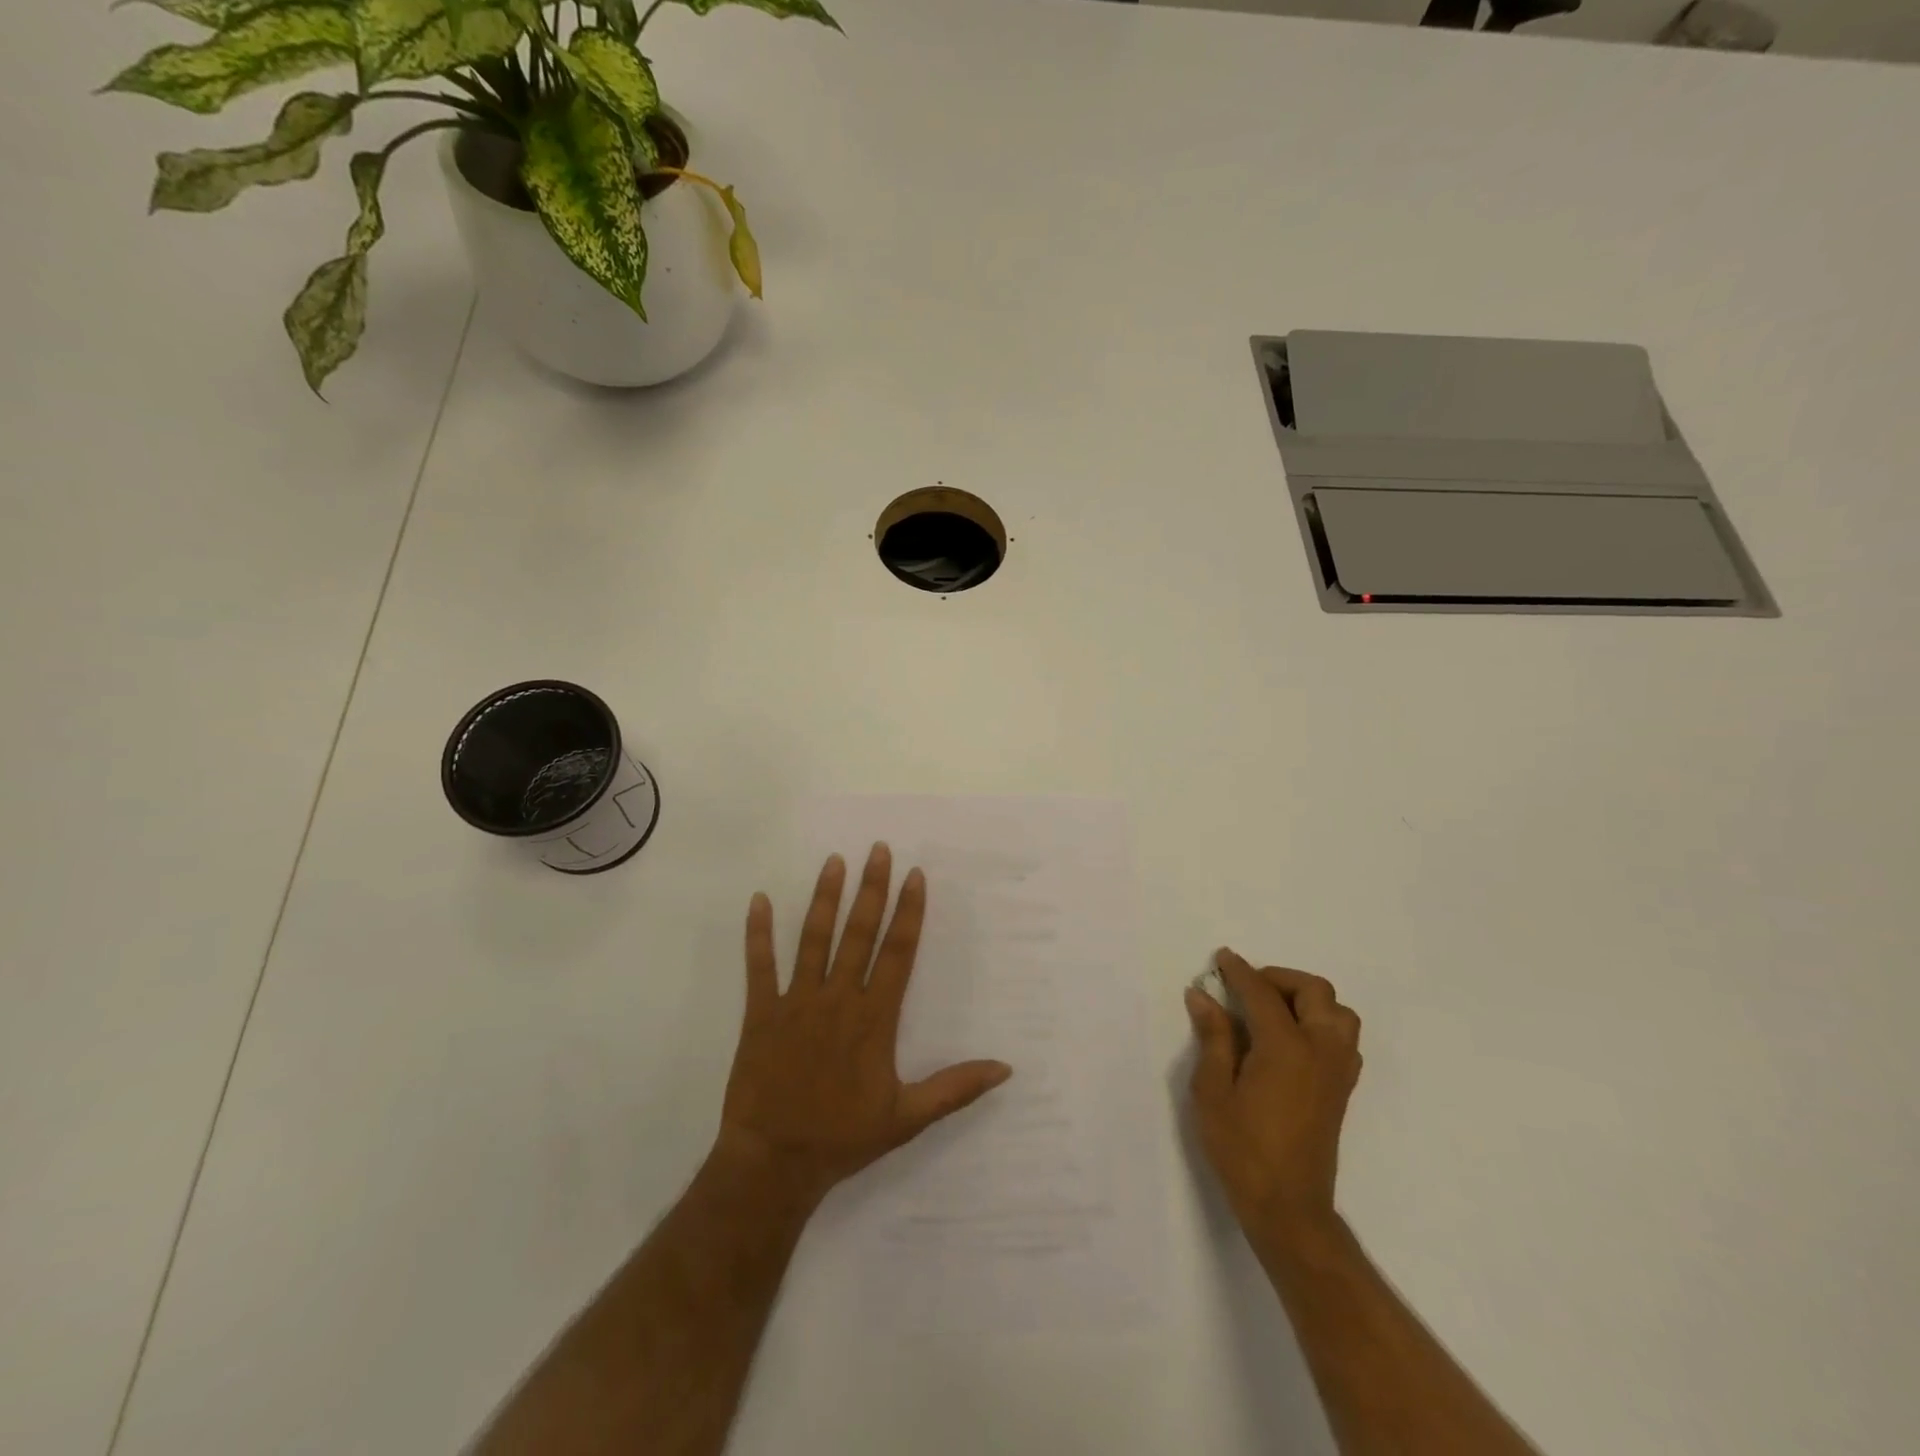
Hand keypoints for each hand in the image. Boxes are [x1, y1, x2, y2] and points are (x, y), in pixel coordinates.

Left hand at [715, 843, 1012, 1209]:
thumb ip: (955, 1088)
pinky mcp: (761, 1013)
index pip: (897, 952)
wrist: (774, 1163)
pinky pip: (759, 966)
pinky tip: (758, 899)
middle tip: (878, 850)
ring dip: (824, 898)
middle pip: (859, 933)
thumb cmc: (843, 1137)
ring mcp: (796, 1002)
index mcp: (874, 1018)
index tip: (914, 876)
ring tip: (834, 861)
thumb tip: (1005, 1068)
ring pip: (813, 939)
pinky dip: (758, 933)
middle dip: (871, 889)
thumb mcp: (907, 1117)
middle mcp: (838, 999)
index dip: (909, 912)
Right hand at [1185, 948, 1362, 1233]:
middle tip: (1246, 988)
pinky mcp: (1342, 1088)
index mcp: (1286, 1047)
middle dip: (1278, 978)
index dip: (1239, 971)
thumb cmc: (1242, 1149)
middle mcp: (1320, 1050)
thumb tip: (1202, 996)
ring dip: (1307, 999)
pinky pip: (1342, 1038)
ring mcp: (1337, 1070)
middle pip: (1314, 991)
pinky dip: (1321, 1023)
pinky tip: (1290, 1039)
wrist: (1288, 1208)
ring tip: (1272, 1010)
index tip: (1221, 958)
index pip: (1262, 993)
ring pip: (1337, 1012)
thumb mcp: (1213, 1091)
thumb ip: (1213, 1037)